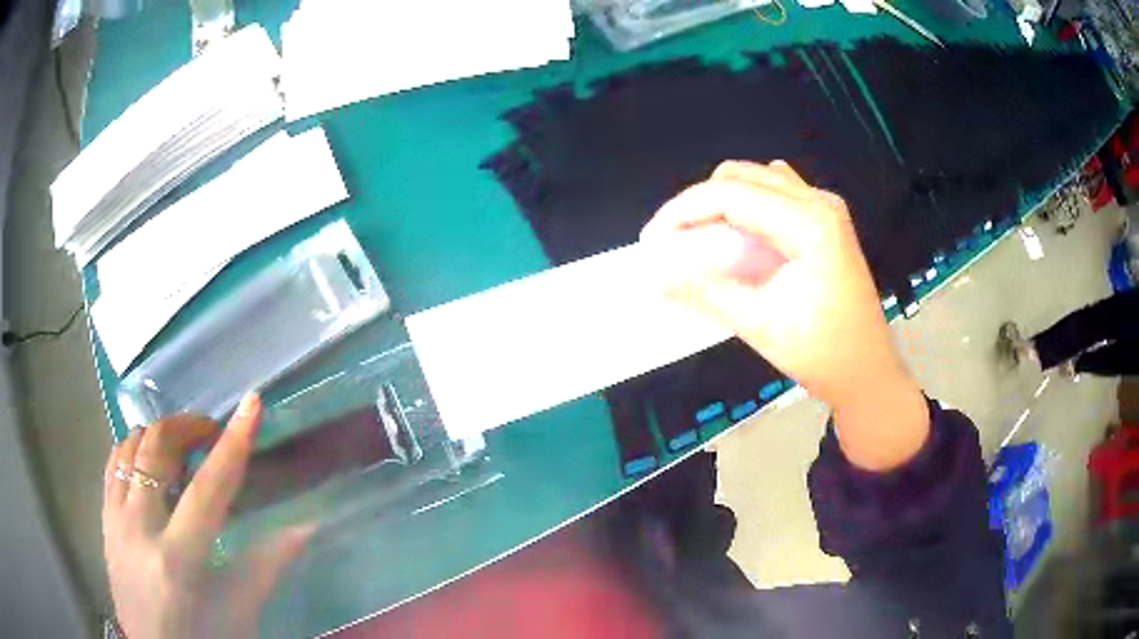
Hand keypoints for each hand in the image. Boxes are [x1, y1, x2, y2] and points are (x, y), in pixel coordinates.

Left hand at [102, 394, 312, 637]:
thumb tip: (305, 528)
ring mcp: (115, 519)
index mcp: (178, 559)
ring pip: (129, 446)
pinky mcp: (103, 518)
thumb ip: (266, 567)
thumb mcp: (238, 612)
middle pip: (157, 449)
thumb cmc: (201, 636)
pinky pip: (113, 462)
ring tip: (180, 447)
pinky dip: (133, 448)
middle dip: (186, 427)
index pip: (208, 489)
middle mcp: (139, 528)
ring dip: (158, 434)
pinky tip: (148, 459)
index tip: (251, 403)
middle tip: (209, 433)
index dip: (233, 444)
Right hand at [642, 160, 927, 469]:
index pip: (730, 195)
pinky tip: (738, 234)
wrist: (868, 372)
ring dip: (720, 202)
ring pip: (756, 179)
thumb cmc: (822, 354)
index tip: (651, 240)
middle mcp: (818, 202)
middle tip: (673, 243)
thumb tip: (653, 277)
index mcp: (809, 223)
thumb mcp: (760, 324)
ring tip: (700, 240)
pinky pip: (775, 192)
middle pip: (740, 178)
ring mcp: (825, 208)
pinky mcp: (825, 220)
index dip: (682, 211)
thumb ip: (704, 292)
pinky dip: (746, 206)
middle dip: (698, 204)